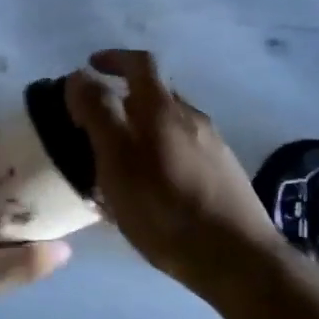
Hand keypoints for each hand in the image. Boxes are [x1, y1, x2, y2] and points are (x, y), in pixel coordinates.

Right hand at [66, 50, 280, 292]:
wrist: (238, 259)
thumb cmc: (166, 209)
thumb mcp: (117, 162)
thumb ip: (97, 114)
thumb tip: (81, 76)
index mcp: (164, 109)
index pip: (140, 63)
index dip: (114, 58)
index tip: (90, 66)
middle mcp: (192, 117)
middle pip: (155, 94)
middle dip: (123, 100)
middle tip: (96, 126)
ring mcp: (213, 145)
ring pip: (169, 125)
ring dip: (141, 131)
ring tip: (118, 164)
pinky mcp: (223, 173)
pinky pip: (183, 150)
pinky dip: (160, 154)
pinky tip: (151, 188)